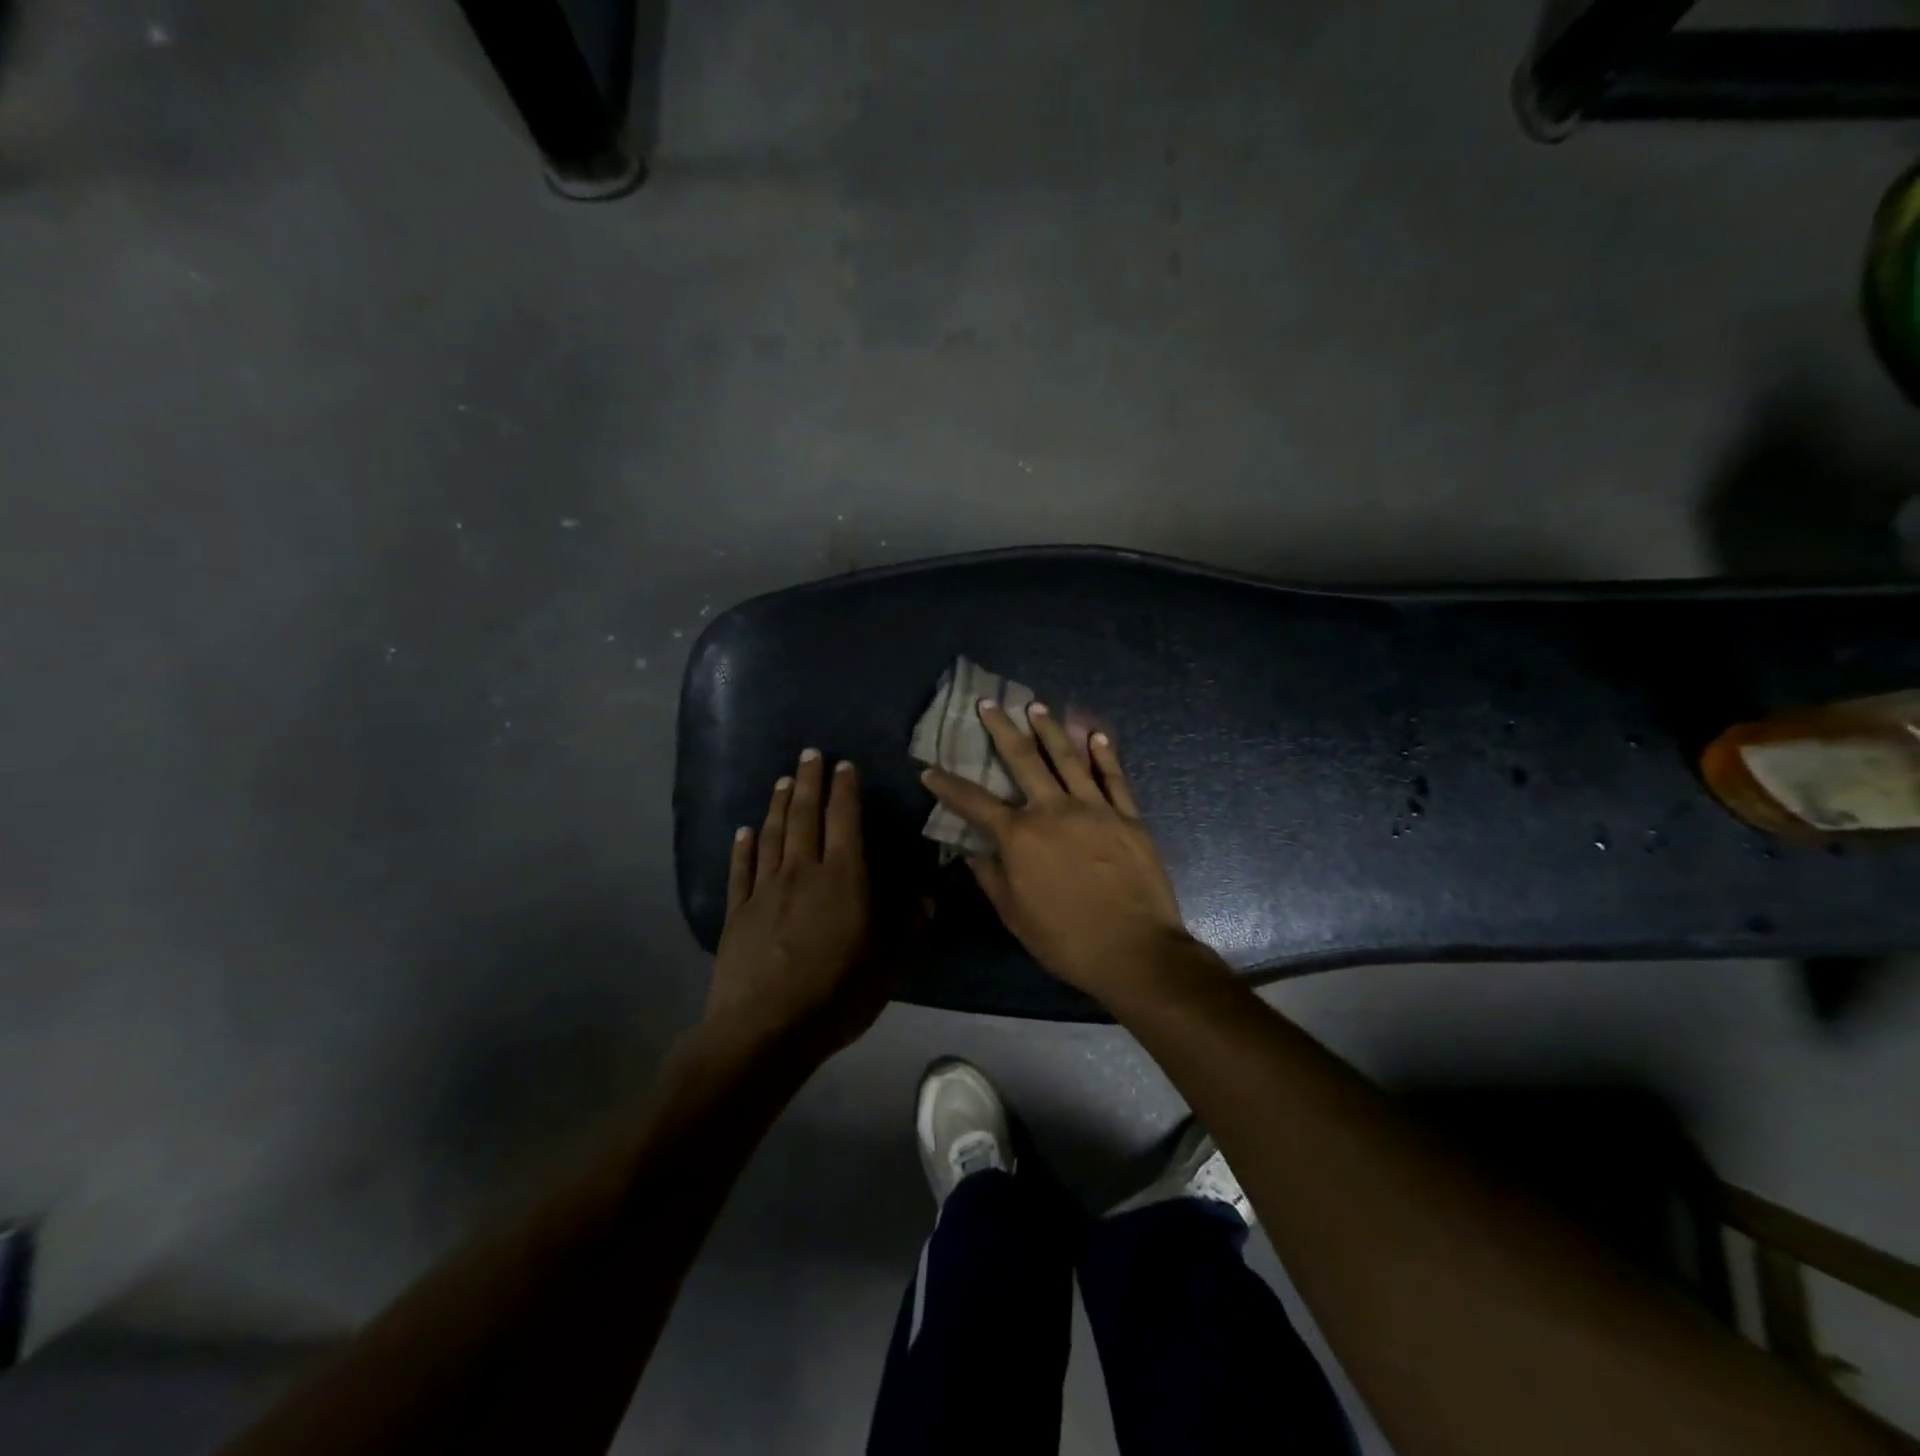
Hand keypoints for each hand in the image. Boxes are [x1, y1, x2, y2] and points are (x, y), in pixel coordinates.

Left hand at [707, 750, 890, 1060]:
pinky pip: (740, 869)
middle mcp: (803, 871)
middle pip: (804, 816)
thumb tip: (929, 897)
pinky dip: (742, 846)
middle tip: (808, 754)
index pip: (846, 821)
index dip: (845, 790)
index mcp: (844, 879)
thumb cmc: (836, 997)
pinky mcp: (737, 911)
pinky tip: (743, 830)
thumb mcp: (889, 968)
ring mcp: (765, 889)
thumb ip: (910, 928)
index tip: (844, 765)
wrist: (765, 1030)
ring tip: (781, 780)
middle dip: (808, 782)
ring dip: (777, 804)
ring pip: (772, 834)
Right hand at [921, 700, 1203, 1003]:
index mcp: (1020, 836)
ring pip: (1068, 758)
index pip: (974, 802)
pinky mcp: (1128, 817)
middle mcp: (1053, 810)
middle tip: (989, 704)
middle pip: (1023, 759)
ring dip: (1050, 729)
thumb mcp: (1014, 915)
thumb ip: (991, 878)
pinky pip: (1114, 778)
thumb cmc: (1066, 940)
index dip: (948, 786)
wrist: (1134, 951)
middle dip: (1002, 729)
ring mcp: (1094, 809)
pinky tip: (1097, 736)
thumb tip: (973, 852)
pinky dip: (1105, 755)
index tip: (930, 770)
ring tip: (1037, 706)